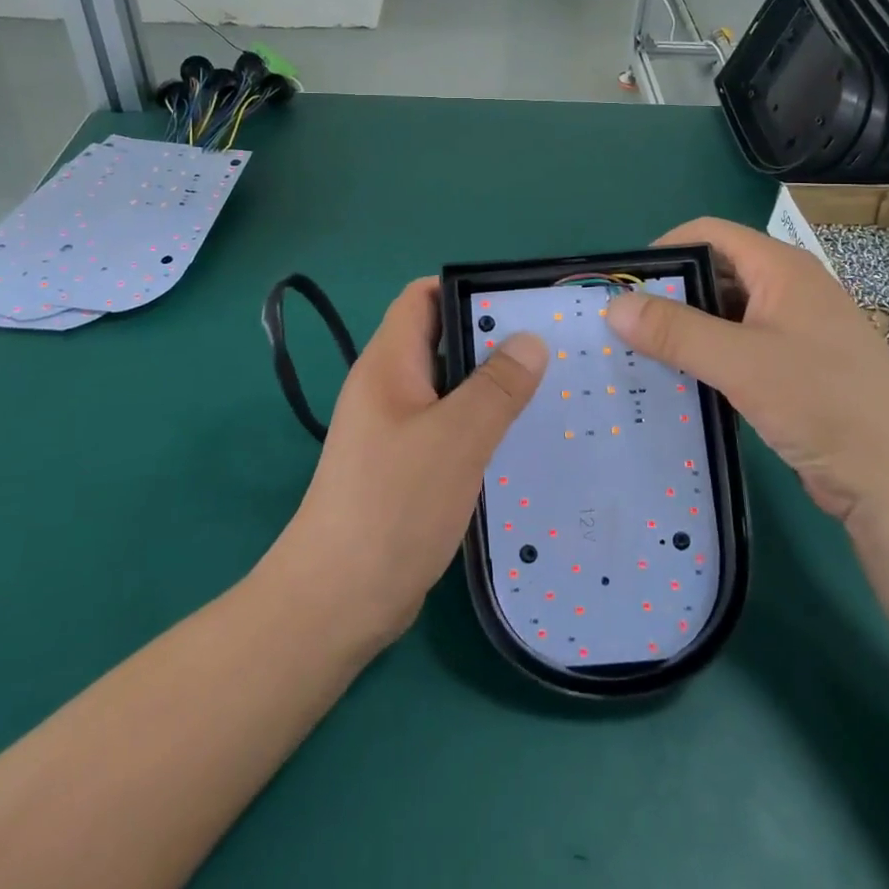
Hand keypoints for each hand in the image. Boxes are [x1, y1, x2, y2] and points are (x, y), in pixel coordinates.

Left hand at [266, 278, 547, 648]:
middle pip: (441, 340)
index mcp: (389, 363)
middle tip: (551, 346)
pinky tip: (519, 438)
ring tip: (549, 387)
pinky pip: (449, 426)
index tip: (521, 300)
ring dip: (491, 384)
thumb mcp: (455, 438)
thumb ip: (496, 387)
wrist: (337, 601)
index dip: (467, 287)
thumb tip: (531, 341)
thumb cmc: (393, 506)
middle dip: (492, 337)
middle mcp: (389, 387)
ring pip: (449, 387)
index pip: (422, 297)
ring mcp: (395, 428)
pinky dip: (481, 423)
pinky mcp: (405, 466)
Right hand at [606, 218, 888, 521]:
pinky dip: (709, 358)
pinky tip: (680, 383)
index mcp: (782, 269)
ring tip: (643, 356)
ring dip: (687, 331)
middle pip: (716, 273)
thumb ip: (675, 330)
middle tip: (626, 326)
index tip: (626, 285)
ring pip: (726, 315)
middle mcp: (789, 290)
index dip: (665, 250)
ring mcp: (795, 330)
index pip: (710, 234)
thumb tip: (613, 305)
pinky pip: (740, 349)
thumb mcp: (740, 362)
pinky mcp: (796, 369)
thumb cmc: (821, 403)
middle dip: (670, 295)